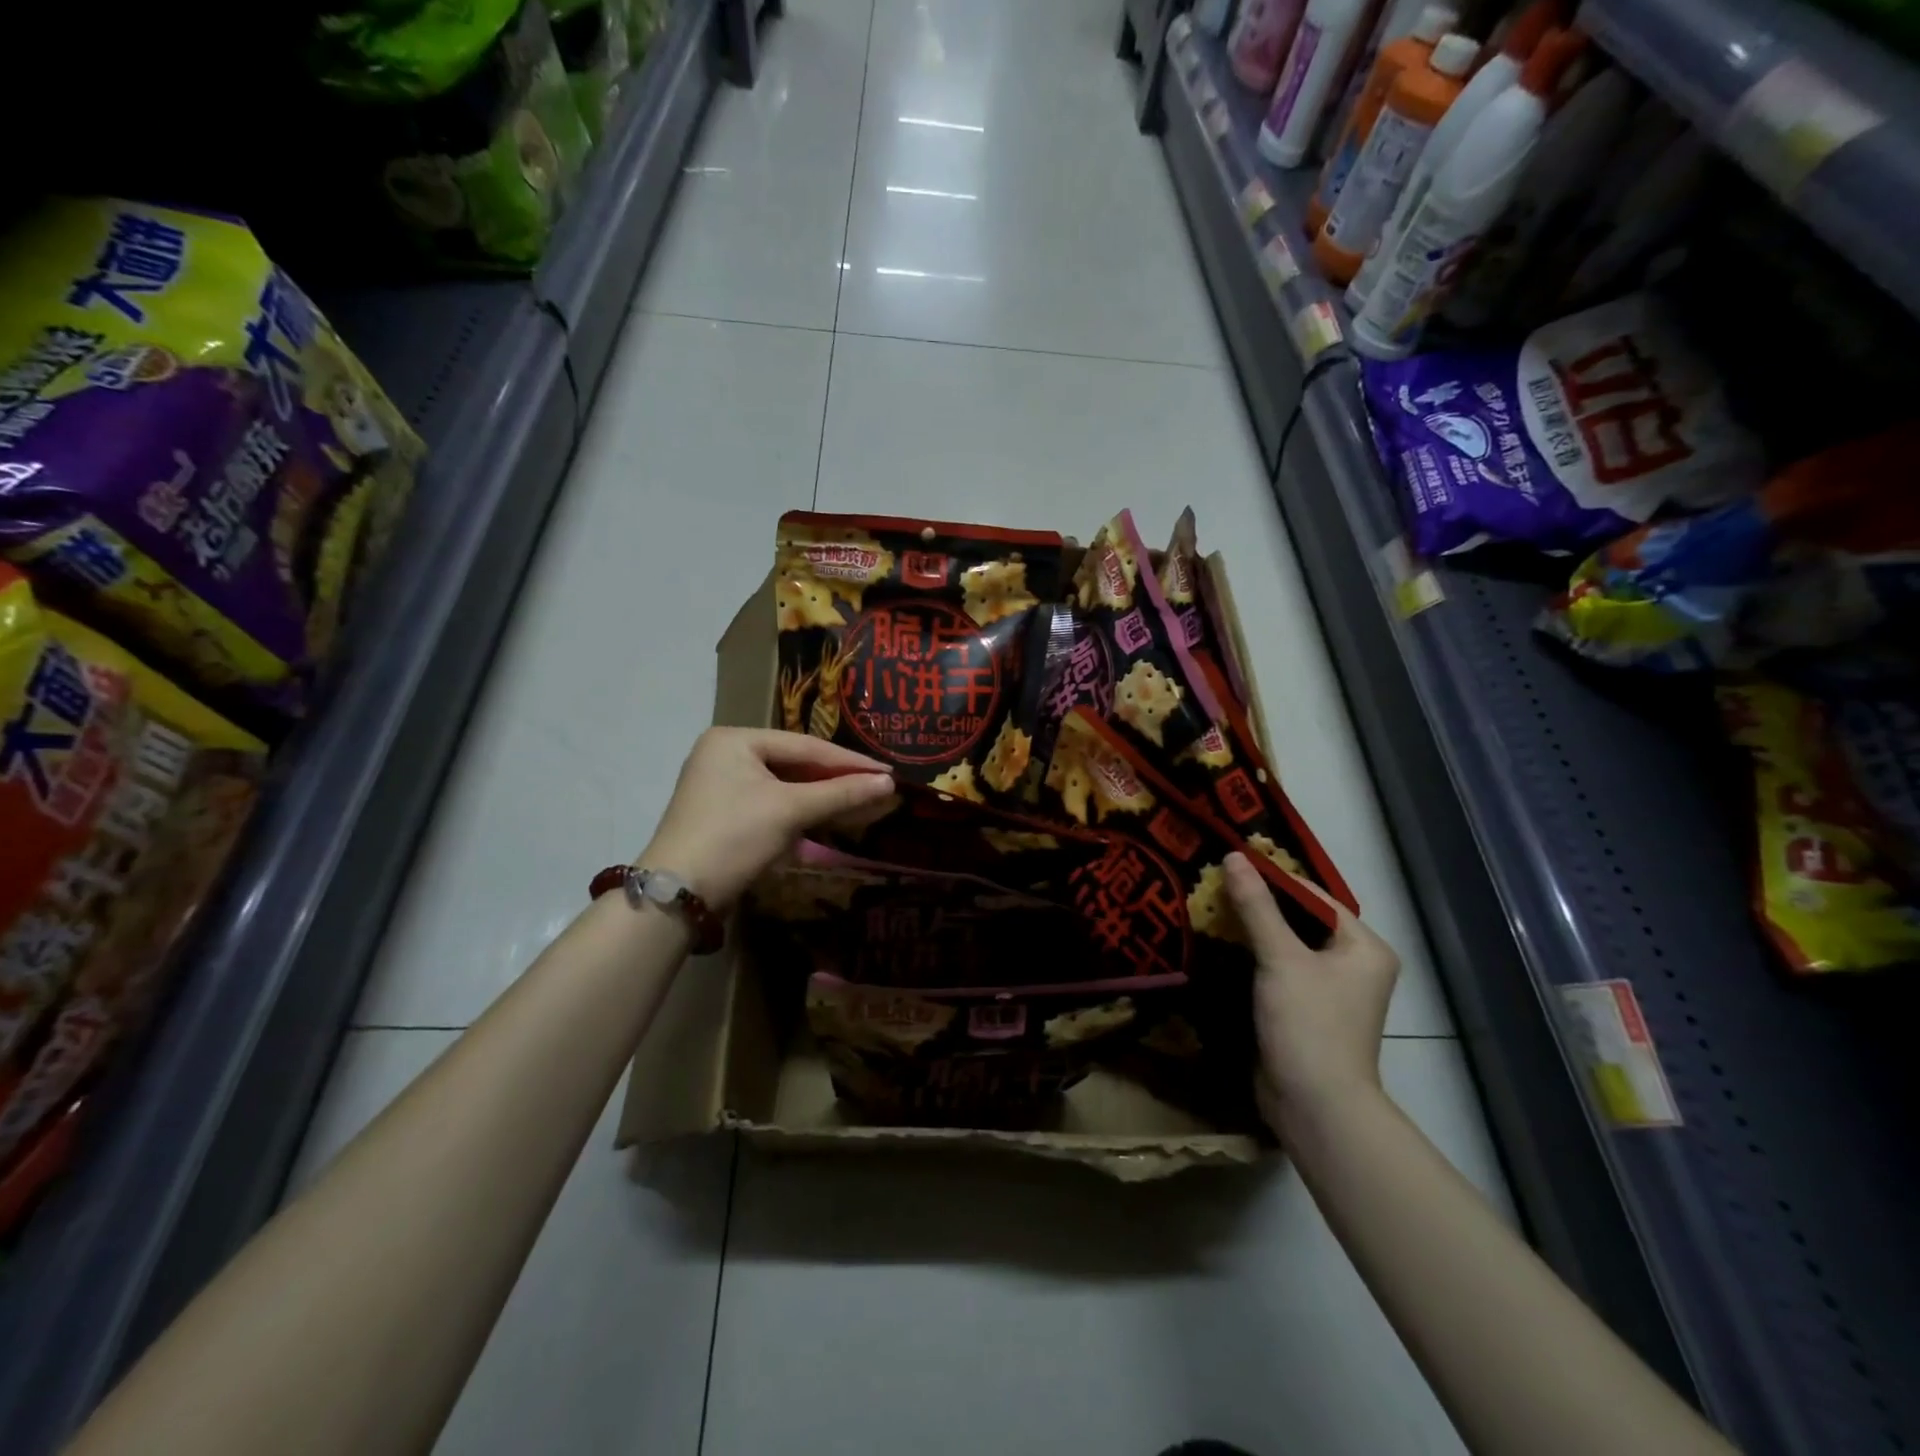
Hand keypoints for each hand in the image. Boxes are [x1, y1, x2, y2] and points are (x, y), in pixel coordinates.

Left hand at [641, 729, 894, 909]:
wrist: (679, 894)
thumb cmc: (734, 837)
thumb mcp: (790, 810)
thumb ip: (841, 793)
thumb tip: (889, 783)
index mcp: (735, 739)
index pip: (805, 746)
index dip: (849, 761)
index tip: (888, 772)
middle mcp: (725, 754)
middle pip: (795, 763)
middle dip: (837, 779)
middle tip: (879, 787)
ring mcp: (722, 785)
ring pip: (785, 785)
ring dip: (822, 797)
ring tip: (862, 802)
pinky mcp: (725, 814)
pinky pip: (773, 803)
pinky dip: (801, 811)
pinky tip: (828, 817)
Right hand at [1223, 853, 1399, 1133]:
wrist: (1315, 1107)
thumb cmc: (1309, 1025)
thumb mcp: (1281, 958)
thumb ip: (1256, 906)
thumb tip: (1233, 856)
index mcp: (1364, 947)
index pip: (1314, 897)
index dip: (1272, 878)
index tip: (1229, 863)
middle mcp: (1354, 965)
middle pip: (1300, 920)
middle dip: (1258, 904)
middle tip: (1213, 883)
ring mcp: (1330, 991)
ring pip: (1286, 946)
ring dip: (1252, 930)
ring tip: (1209, 906)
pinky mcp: (1305, 1011)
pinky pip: (1278, 970)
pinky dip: (1252, 957)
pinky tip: (1219, 944)